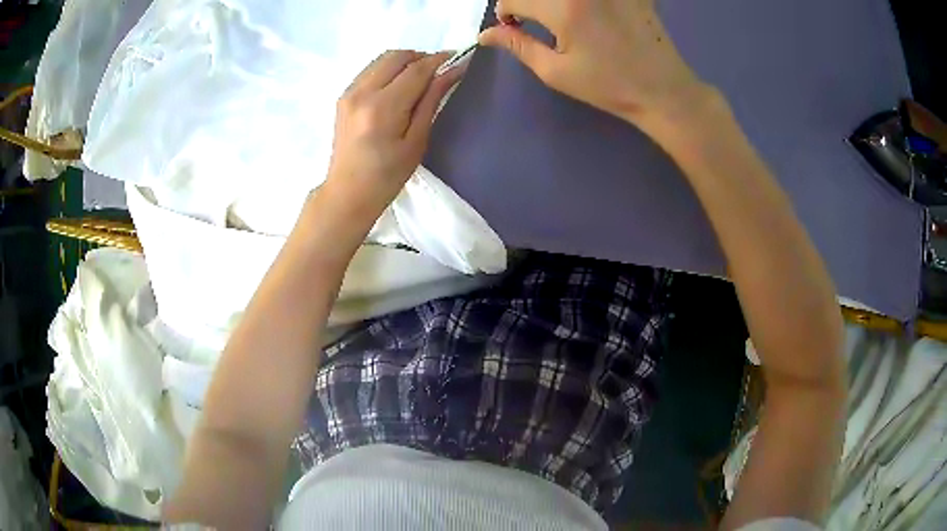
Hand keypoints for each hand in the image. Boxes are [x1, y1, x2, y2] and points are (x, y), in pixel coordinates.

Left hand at [324, 50, 465, 218]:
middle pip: (397, 57)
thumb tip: (453, 71)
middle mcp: (362, 92)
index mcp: (382, 108)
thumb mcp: (417, 141)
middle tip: (440, 71)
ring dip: (405, 61)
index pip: (416, 70)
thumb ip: (432, 101)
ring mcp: (349, 92)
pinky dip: (388, 69)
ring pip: (382, 59)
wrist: (347, 193)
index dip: (440, 61)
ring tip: (421, 78)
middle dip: (422, 57)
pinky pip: (370, 70)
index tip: (460, 57)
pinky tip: (398, 86)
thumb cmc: (387, 176)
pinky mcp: (343, 96)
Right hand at [479, 0, 712, 130]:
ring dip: (552, 3)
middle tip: (535, 20)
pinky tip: (594, 15)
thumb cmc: (608, 86)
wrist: (663, 90)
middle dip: (527, 3)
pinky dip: (582, 5)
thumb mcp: (556, 71)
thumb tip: (486, 34)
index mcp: (562, 6)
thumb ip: (517, 45)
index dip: (506, 13)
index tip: (514, 27)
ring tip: (563, 19)